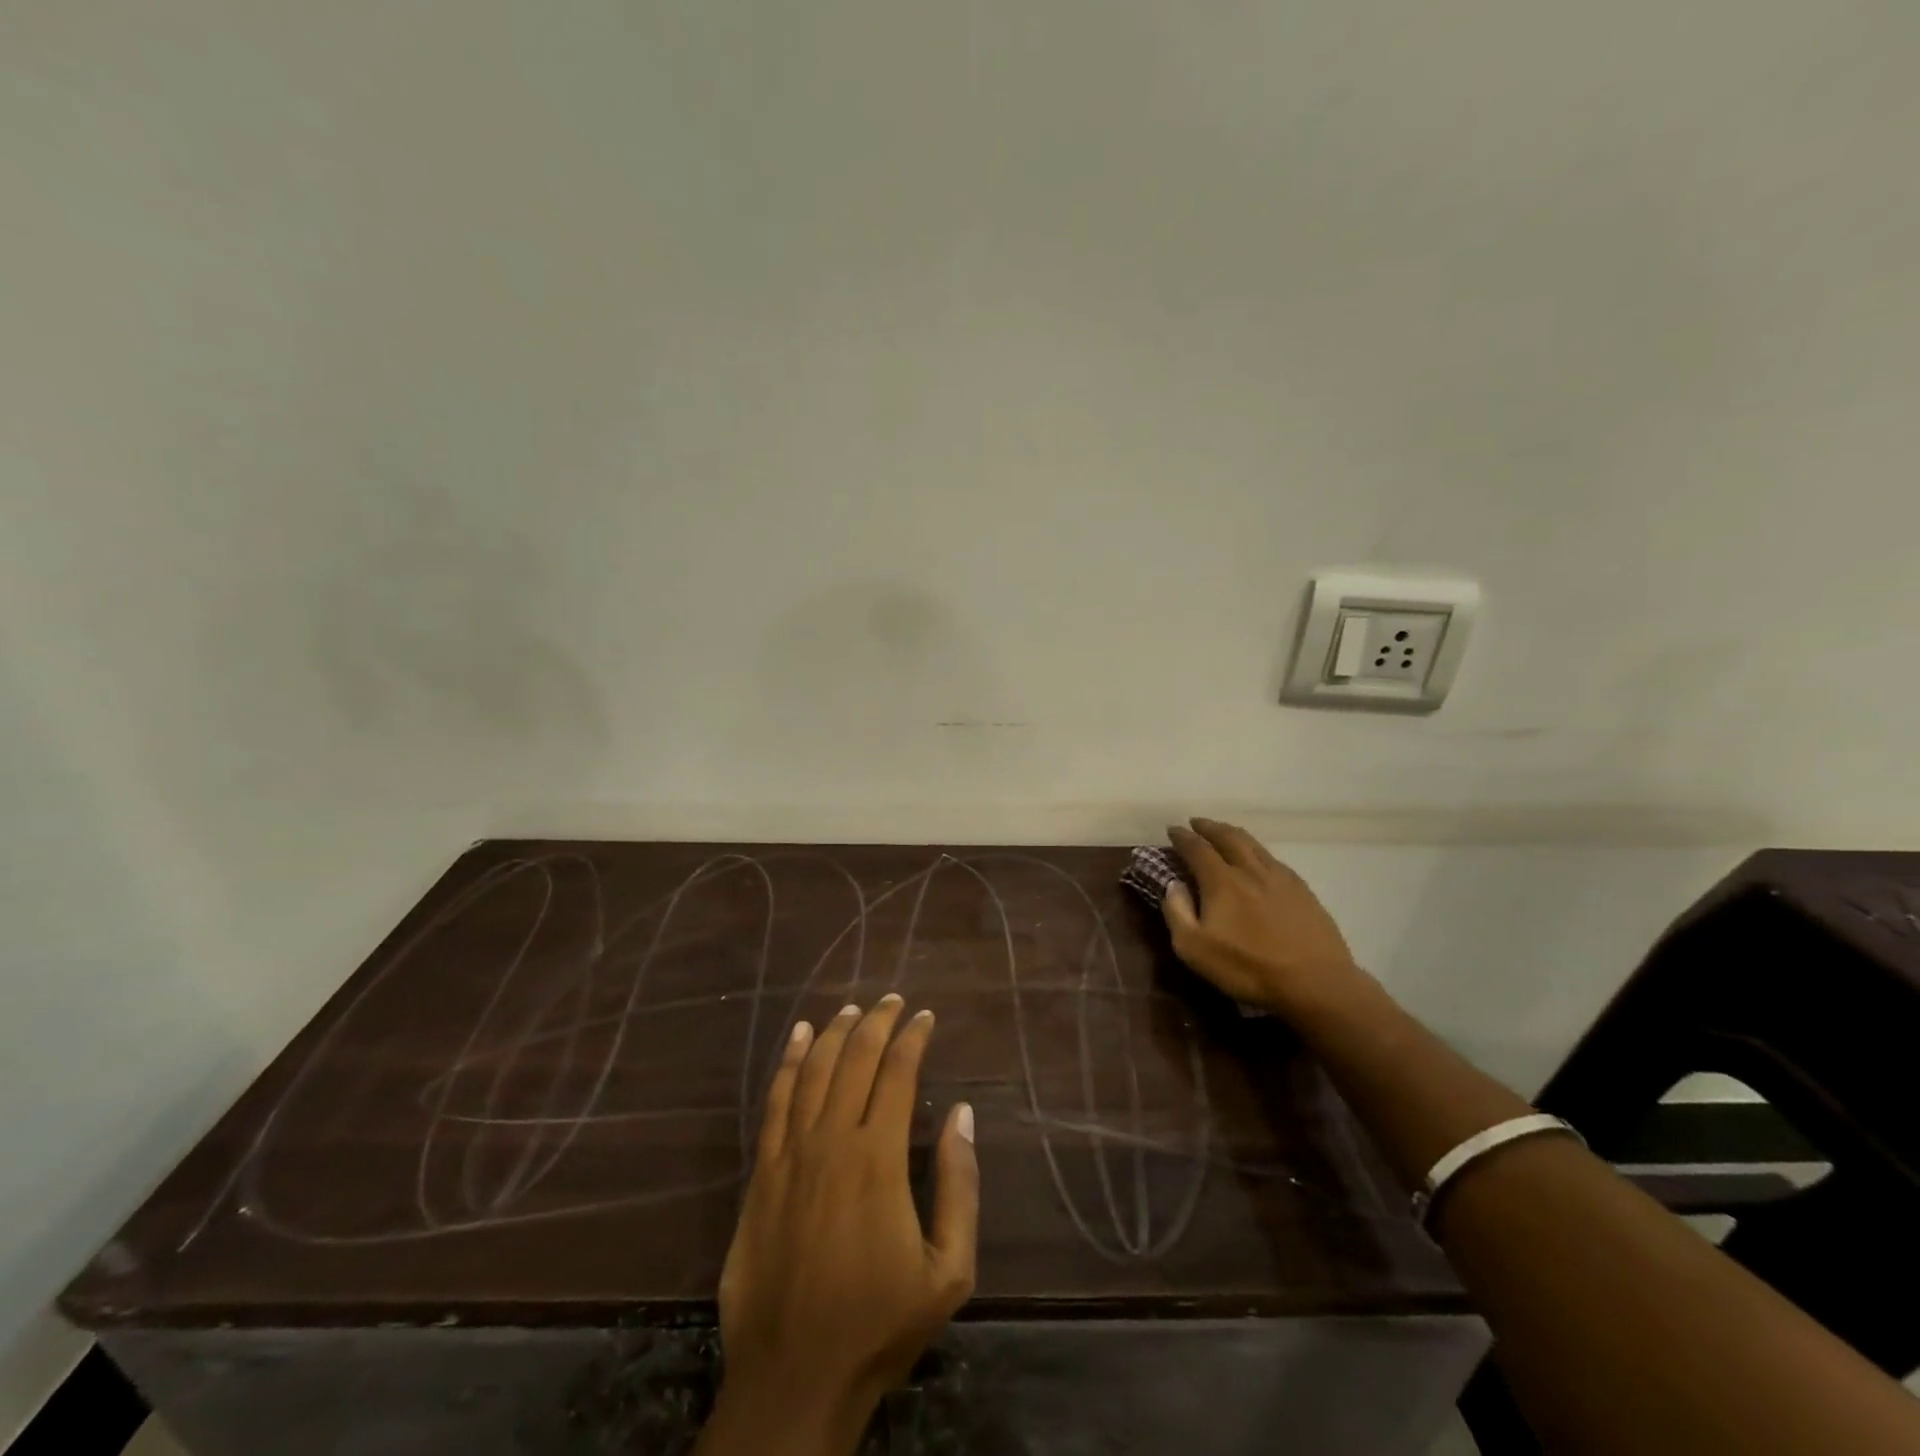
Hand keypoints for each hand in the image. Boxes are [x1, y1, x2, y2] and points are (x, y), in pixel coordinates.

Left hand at [702, 995, 978, 1455]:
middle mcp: (832, 1140)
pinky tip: (798, 1037)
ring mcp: (790, 1153)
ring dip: (834, 1032)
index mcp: (878, 1158)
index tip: (925, 1016)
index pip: (897, 1073)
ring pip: (814, 1070)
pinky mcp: (761, 1172)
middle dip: (877, 1022)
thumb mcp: (949, 1270)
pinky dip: (789, 1062)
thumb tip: (963, 1114)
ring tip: (851, 1008)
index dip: (913, 1037)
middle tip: (893, 999)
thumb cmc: (880, 1325)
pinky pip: (775, 1102)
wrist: (795, 1378)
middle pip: (854, 1060)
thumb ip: (959, 1186)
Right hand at [1161, 818, 1364, 1015]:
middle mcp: (1250, 870)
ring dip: (1233, 834)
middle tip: (1196, 823)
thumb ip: (1177, 912)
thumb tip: (1173, 885)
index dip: (1182, 837)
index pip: (1197, 848)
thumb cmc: (1248, 968)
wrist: (1315, 983)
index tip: (1172, 829)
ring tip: (1224, 833)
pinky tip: (1259, 860)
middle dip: (1209, 827)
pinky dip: (1258, 852)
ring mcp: (1280, 878)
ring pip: (1254, 844)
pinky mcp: (1303, 891)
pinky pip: (1274, 860)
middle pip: (1228, 837)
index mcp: (1222, 881)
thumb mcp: (1195, 949)